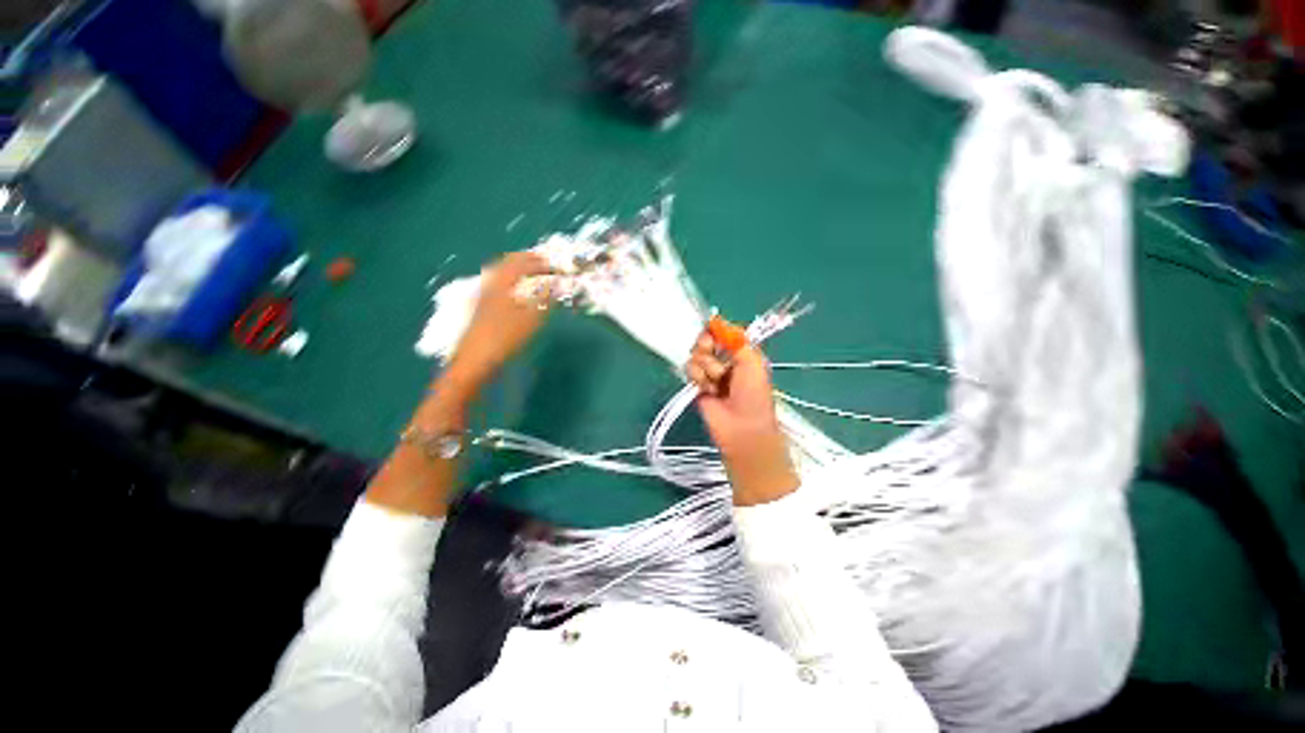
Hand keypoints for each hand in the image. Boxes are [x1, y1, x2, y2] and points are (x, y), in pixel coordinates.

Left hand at [443, 251, 553, 395]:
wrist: (475, 361)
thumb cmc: (505, 337)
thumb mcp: (531, 317)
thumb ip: (545, 298)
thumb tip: (557, 283)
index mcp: (502, 283)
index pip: (522, 262)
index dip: (540, 261)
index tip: (556, 264)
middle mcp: (491, 285)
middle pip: (508, 264)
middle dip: (527, 262)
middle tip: (544, 264)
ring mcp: (484, 297)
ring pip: (502, 275)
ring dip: (519, 272)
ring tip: (534, 276)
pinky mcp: (482, 309)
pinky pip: (500, 287)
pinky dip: (513, 283)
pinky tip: (519, 294)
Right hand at [685, 331, 799, 505]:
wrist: (741, 427)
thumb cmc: (753, 394)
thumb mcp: (752, 361)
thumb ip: (735, 338)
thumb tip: (715, 319)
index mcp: (740, 352)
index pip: (721, 331)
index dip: (714, 330)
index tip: (712, 333)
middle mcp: (723, 360)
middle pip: (704, 340)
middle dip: (706, 346)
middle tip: (711, 354)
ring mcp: (708, 373)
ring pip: (695, 355)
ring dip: (706, 367)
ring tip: (717, 382)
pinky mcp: (696, 385)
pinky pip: (689, 370)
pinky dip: (698, 378)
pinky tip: (708, 390)